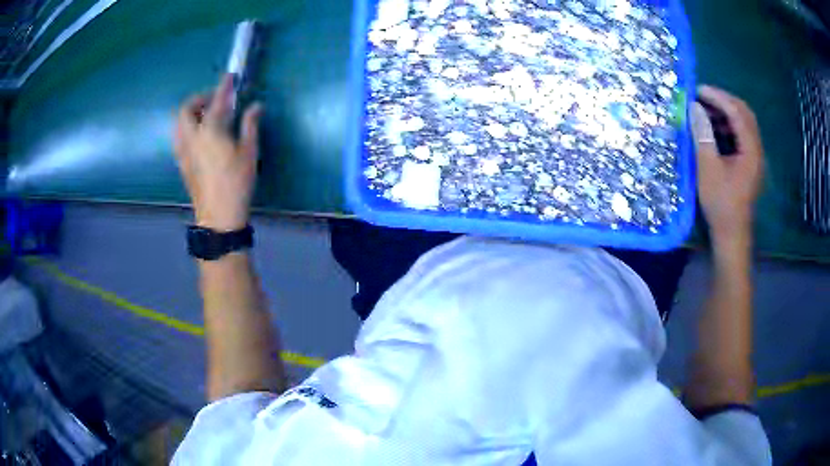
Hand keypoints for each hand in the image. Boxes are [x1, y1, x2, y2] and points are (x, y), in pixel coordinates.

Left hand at [174, 74, 262, 230]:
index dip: (224, 86)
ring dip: (190, 113)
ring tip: (205, 115)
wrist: (218, 216)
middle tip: (214, 99)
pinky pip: (179, 137)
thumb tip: (255, 106)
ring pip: (179, 123)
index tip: (230, 76)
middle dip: (198, 98)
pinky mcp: (181, 163)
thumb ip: (250, 125)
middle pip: (186, 110)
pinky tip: (199, 135)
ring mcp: (183, 151)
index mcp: (210, 131)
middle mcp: (191, 137)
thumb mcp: (249, 152)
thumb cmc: (236, 183)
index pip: (216, 101)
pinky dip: (187, 127)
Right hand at [690, 85, 764, 248]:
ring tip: (705, 110)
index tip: (698, 89)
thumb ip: (703, 135)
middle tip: (703, 96)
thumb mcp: (708, 168)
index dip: (717, 97)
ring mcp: (755, 156)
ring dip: (725, 112)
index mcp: (751, 150)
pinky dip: (728, 125)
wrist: (732, 233)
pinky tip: (714, 127)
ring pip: (743, 122)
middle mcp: (757, 149)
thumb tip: (693, 107)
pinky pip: (741, 134)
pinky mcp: (750, 162)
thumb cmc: (721, 203)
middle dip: (723, 100)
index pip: (736, 112)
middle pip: (744, 113)